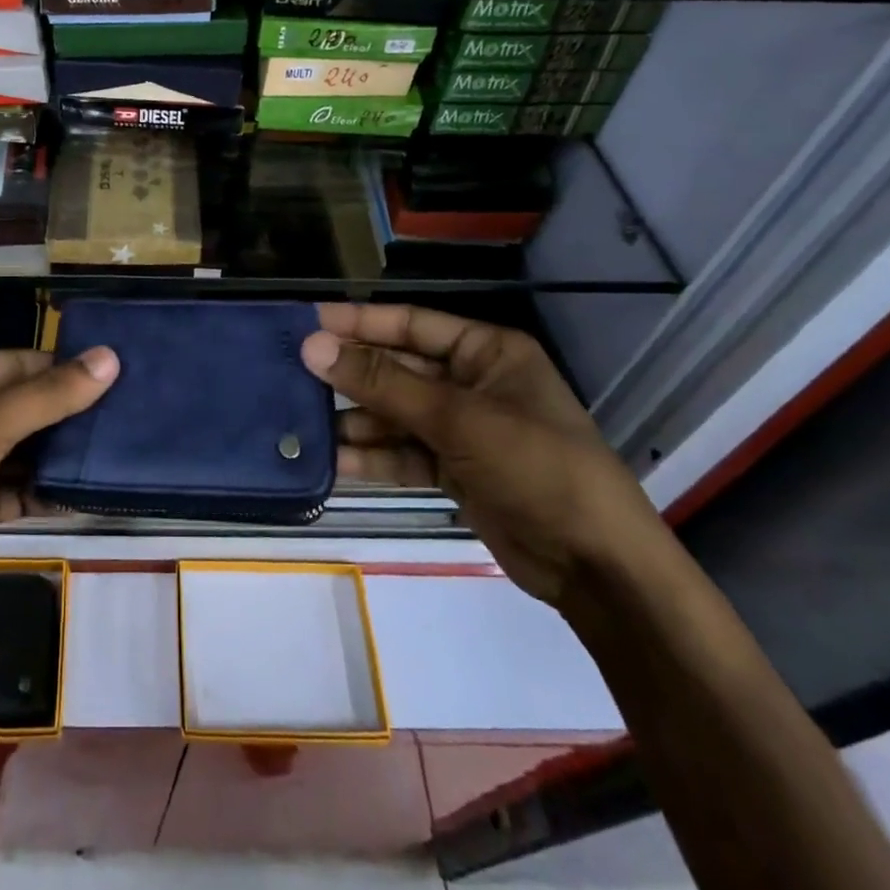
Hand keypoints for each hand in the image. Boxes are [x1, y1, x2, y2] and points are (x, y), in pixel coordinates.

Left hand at [0, 346, 117, 640]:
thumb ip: (43, 399)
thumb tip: (109, 358)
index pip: (17, 365)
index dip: (66, 368)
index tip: (123, 374)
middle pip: (23, 405)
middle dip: (70, 413)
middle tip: (131, 415)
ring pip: (23, 448)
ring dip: (62, 453)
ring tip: (120, 451)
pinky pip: (17, 487)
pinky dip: (46, 490)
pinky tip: (87, 493)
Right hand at [300, 304, 666, 608]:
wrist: (597, 567)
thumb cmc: (536, 467)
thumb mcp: (457, 419)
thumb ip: (382, 383)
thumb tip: (312, 347)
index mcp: (486, 351)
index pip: (410, 324)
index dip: (357, 322)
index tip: (306, 322)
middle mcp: (472, 382)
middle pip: (398, 369)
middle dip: (351, 377)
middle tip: (293, 376)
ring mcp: (463, 429)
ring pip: (395, 414)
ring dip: (356, 421)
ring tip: (303, 424)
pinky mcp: (455, 470)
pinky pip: (403, 454)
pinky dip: (373, 458)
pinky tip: (334, 462)